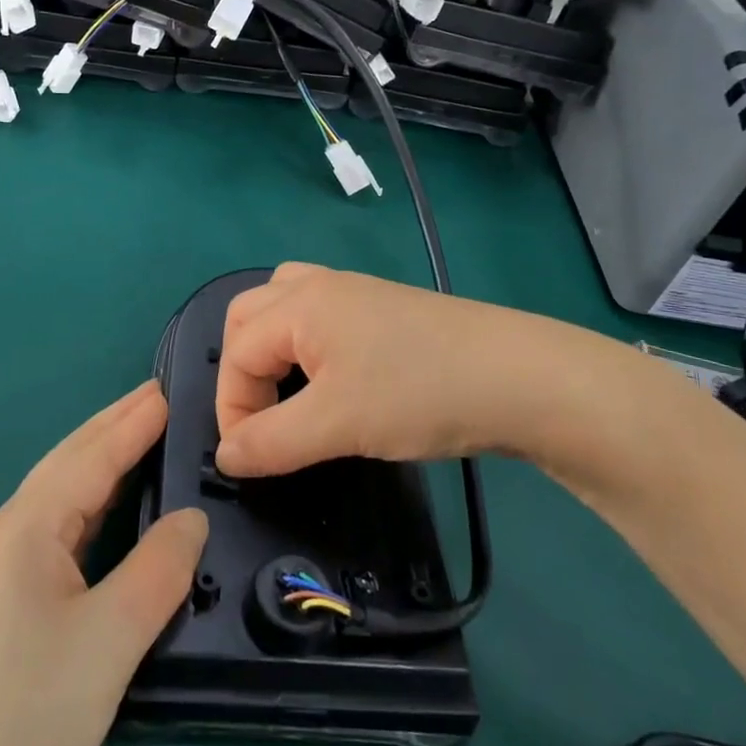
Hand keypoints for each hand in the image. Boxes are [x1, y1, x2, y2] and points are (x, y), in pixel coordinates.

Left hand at [0, 384, 206, 745]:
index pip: (91, 457)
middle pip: (69, 464)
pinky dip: (91, 505)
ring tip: (141, 436)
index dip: (133, 422)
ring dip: (101, 461)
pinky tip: (108, 509)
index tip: (169, 388)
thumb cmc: (29, 717)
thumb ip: (159, 568)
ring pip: (61, 497)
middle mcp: (7, 535)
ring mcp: (0, 570)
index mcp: (25, 528)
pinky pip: (57, 531)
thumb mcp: (110, 639)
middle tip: (159, 397)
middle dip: (114, 427)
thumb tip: (193, 518)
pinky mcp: (4, 604)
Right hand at [214, 263, 668, 483]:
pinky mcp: (385, 309)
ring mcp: (356, 293)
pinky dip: (304, 341)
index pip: (236, 352)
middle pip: (250, 314)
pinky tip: (329, 376)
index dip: (232, 407)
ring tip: (283, 388)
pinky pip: (320, 313)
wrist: (520, 378)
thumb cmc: (418, 394)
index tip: (248, 459)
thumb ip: (271, 441)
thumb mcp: (336, 424)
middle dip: (241, 367)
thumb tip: (226, 457)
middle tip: (259, 417)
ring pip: (285, 304)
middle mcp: (320, 287)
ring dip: (270, 345)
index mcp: (300, 304)